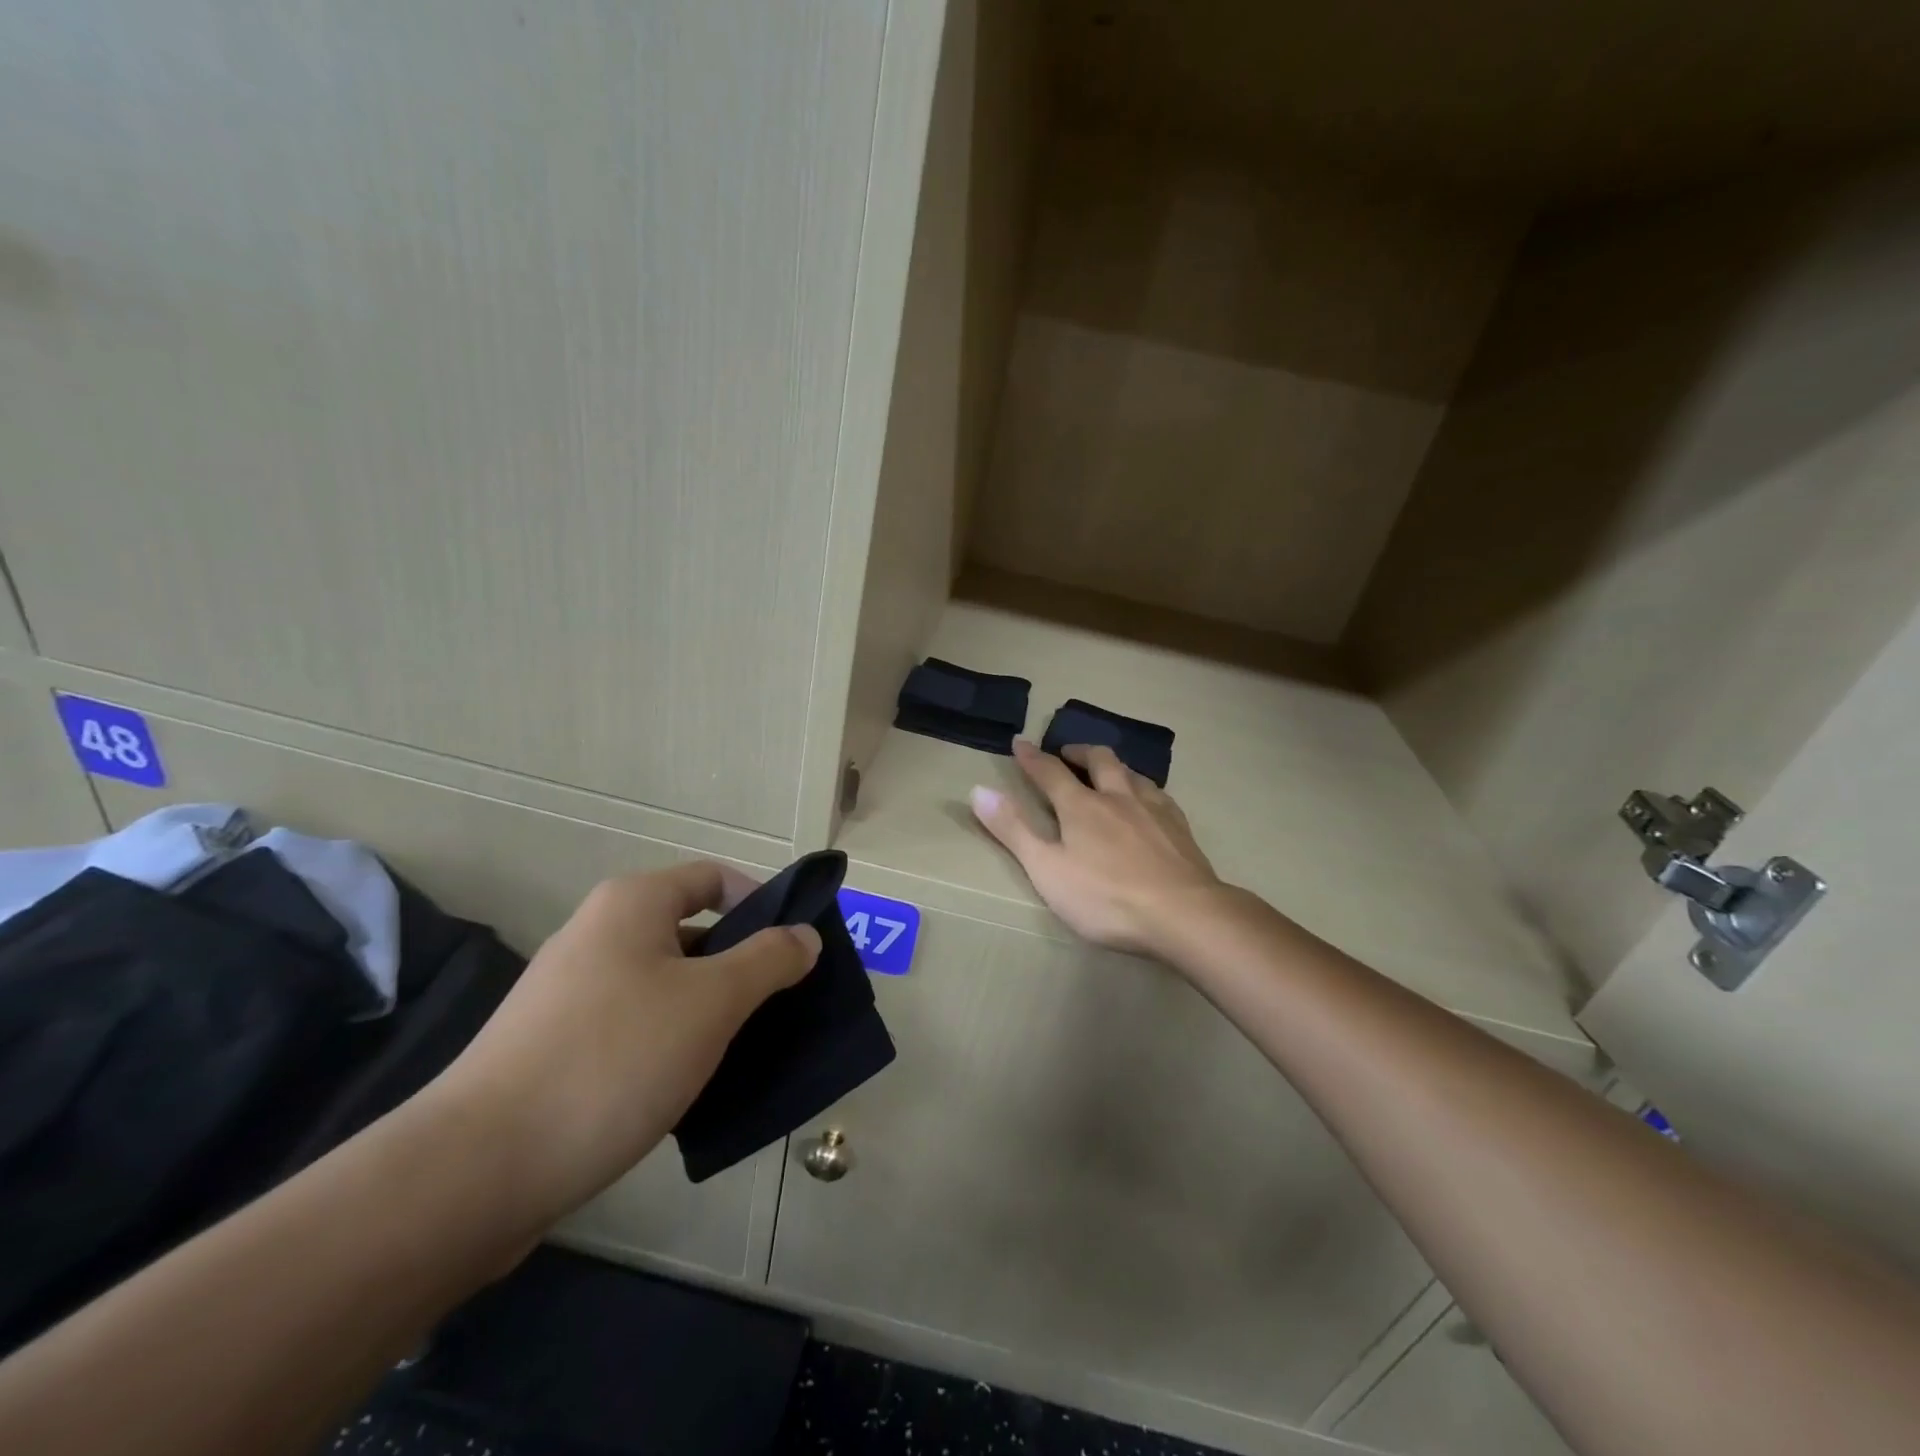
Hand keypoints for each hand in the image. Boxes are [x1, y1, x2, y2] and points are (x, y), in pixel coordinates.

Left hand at [426, 862, 818, 1230]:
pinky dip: (670, 1043)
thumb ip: (769, 960)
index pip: (714, 878)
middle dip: (740, 964)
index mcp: (632, 904)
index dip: (761, 903)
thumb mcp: (712, 1002)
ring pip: (664, 984)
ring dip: (708, 1010)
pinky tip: (691, 1086)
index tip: (794, 949)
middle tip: (780, 1006)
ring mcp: (569, 992)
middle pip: (691, 931)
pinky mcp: (554, 1046)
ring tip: (745, 1051)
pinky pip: (633, 1026)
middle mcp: (597, 934)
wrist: (477, 1171)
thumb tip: (804, 936)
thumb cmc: (613, 1060)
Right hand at [970, 739, 1223, 957]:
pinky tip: (1150, 801)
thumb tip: (978, 790)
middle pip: (1099, 761)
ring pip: (1133, 773)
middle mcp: (1118, 797)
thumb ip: (1013, 830)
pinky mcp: (1180, 828)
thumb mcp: (1047, 869)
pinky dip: (1145, 788)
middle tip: (1068, 753)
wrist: (1183, 914)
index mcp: (1081, 806)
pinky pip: (1160, 794)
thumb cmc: (1106, 897)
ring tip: (1109, 771)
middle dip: (1079, 752)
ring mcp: (1153, 810)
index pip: (1050, 772)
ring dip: (1114, 766)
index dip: (1032, 757)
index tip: (1020, 743)